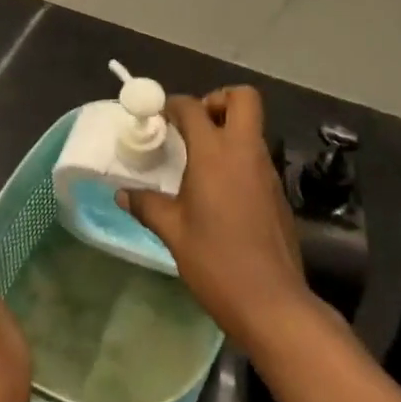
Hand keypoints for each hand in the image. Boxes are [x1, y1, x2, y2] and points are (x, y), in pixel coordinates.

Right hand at [120, 87, 311, 355]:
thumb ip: (147, 205)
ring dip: (229, 130)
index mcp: (215, 153)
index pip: (192, 108)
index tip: (159, 117)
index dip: (173, 105)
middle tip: (195, 125)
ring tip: (201, 160)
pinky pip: (258, 157)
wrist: (272, 302)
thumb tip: (122, 193)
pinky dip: (239, 159)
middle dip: (218, 100)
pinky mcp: (278, 193)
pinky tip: (220, 192)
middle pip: (243, 98)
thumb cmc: (216, 261)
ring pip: (252, 128)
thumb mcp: (173, 232)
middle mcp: (245, 151)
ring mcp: (267, 171)